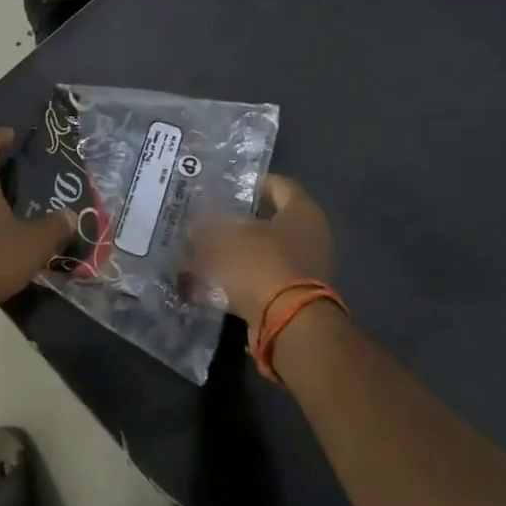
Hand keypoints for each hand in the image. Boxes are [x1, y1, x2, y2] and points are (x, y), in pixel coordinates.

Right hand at [192, 175, 333, 338]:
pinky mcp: (294, 295)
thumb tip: (195, 226)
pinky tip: (212, 279)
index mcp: (302, 211)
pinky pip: (262, 277)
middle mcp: (311, 236)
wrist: (287, 324)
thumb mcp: (223, 238)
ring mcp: (306, 268)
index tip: (223, 187)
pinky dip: (240, 277)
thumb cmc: (260, 265)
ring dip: (237, 250)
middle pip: (270, 219)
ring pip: (263, 250)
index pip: (278, 184)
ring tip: (204, 249)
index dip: (250, 182)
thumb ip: (207, 227)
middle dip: (238, 220)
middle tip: (208, 218)